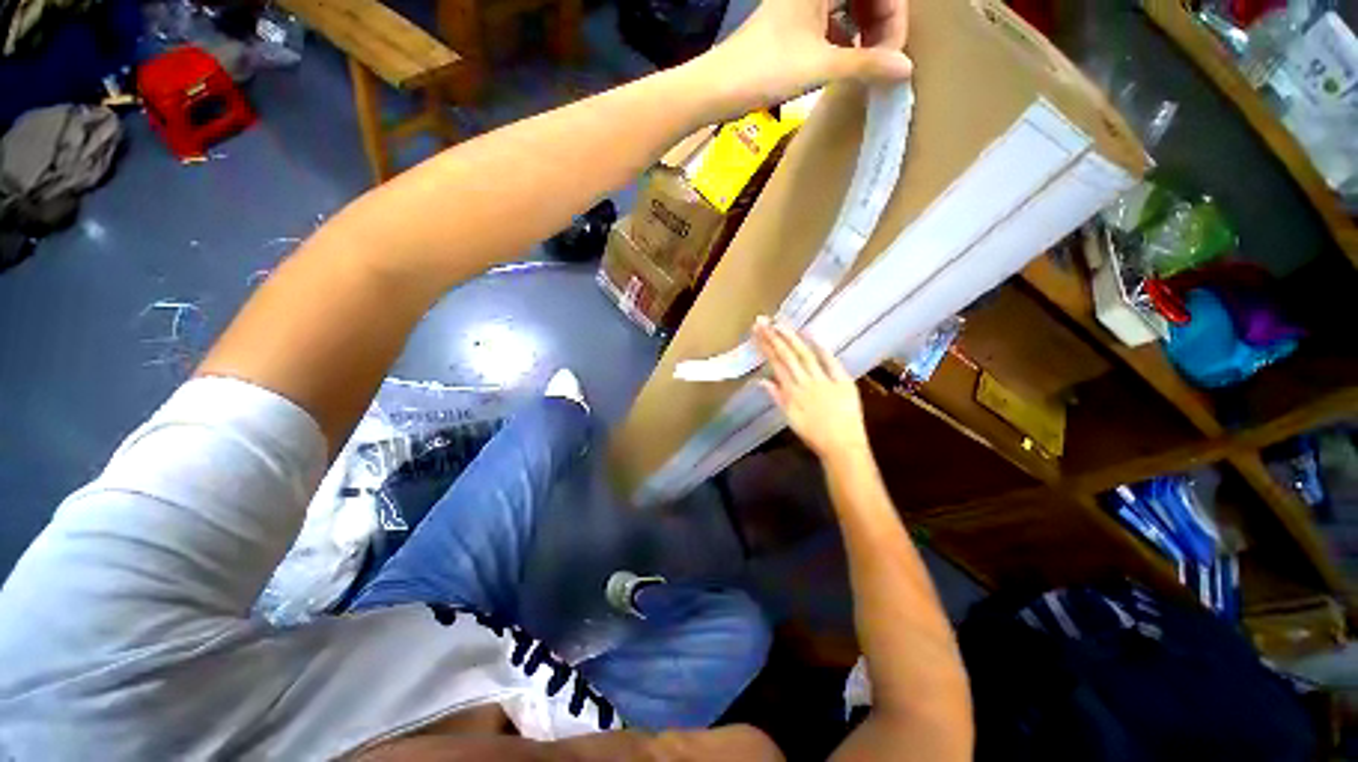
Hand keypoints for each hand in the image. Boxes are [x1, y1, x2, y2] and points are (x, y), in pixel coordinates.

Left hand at [692, 0, 912, 117]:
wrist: (716, 87)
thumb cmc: (766, 69)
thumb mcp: (820, 66)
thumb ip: (866, 64)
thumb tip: (905, 70)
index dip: (894, 15)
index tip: (894, 52)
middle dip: (881, 22)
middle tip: (883, 58)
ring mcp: (801, 3)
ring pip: (849, 5)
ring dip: (864, 31)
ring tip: (868, 63)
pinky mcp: (791, 23)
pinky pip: (830, 21)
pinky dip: (844, 39)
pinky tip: (846, 62)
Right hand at [754, 318, 869, 459]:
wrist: (842, 446)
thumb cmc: (814, 435)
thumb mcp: (790, 418)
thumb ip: (777, 397)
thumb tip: (761, 381)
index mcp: (791, 392)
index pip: (776, 364)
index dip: (766, 347)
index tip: (758, 332)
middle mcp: (805, 383)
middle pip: (787, 356)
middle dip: (774, 337)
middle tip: (763, 321)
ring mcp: (824, 381)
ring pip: (805, 355)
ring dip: (792, 338)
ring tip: (780, 324)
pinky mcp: (843, 381)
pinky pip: (831, 362)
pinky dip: (821, 348)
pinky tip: (811, 334)